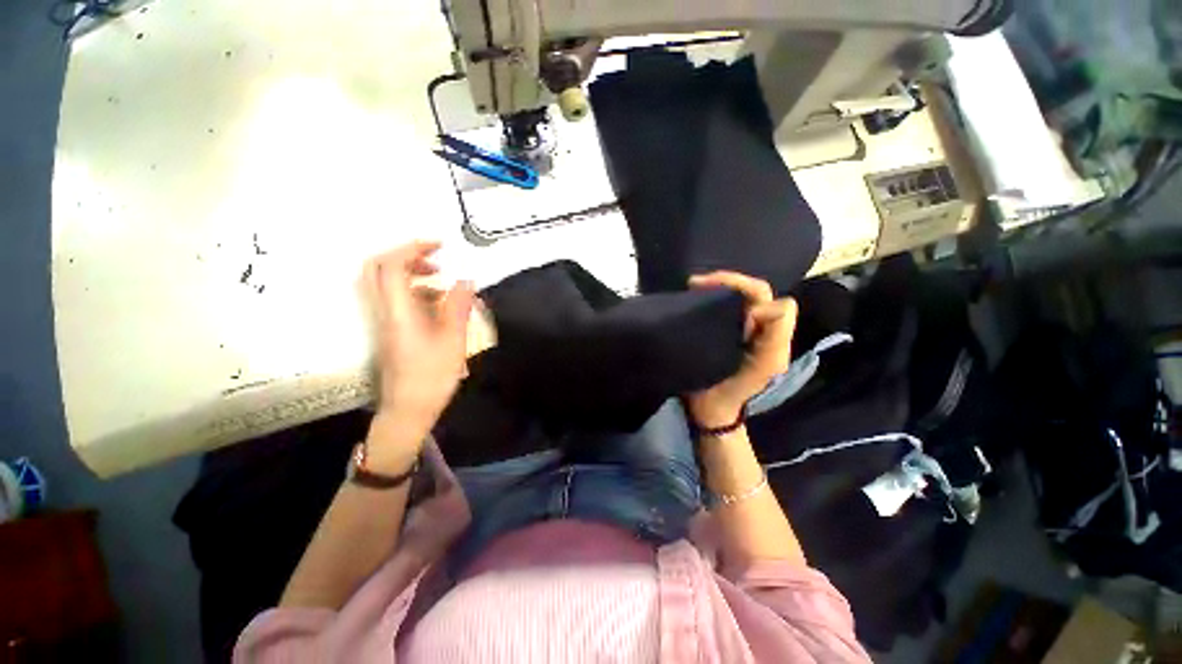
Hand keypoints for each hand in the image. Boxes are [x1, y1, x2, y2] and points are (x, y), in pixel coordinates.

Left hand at [363, 241, 474, 456]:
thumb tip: (466, 280)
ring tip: (441, 280)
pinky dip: (415, 291)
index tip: (441, 246)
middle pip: (377, 268)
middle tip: (435, 259)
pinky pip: (395, 300)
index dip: (413, 248)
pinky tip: (438, 303)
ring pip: (384, 284)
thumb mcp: (453, 340)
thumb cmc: (432, 376)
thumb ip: (458, 307)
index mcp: (398, 312)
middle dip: (406, 256)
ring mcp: (383, 321)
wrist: (408, 409)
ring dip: (411, 273)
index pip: (392, 266)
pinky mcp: (389, 330)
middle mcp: (383, 311)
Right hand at [684, 272, 797, 427]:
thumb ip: (773, 338)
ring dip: (717, 287)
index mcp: (773, 335)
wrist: (711, 408)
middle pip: (754, 291)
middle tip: (695, 284)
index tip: (722, 309)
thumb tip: (768, 306)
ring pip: (737, 295)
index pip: (771, 300)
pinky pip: (723, 305)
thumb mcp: (760, 368)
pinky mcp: (725, 329)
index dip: (750, 299)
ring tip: (693, 287)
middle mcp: (760, 327)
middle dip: (727, 281)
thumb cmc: (734, 392)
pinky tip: (694, 297)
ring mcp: (741, 327)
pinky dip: (710, 296)